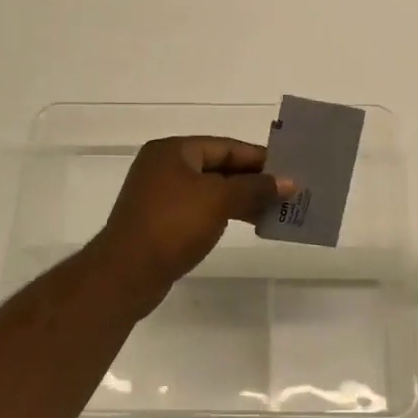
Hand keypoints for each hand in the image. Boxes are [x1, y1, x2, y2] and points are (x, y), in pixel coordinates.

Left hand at [94, 136, 290, 314]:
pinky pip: (200, 209)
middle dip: (252, 180)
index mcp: (173, 150)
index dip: (259, 158)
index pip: (225, 146)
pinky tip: (247, 224)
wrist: (127, 272)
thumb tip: (288, 182)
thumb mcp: (219, 200)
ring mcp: (160, 195)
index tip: (289, 170)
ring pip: (210, 190)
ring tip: (274, 210)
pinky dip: (224, 213)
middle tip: (286, 192)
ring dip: (241, 199)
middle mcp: (164, 167)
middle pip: (218, 167)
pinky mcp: (161, 221)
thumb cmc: (173, 224)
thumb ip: (255, 188)